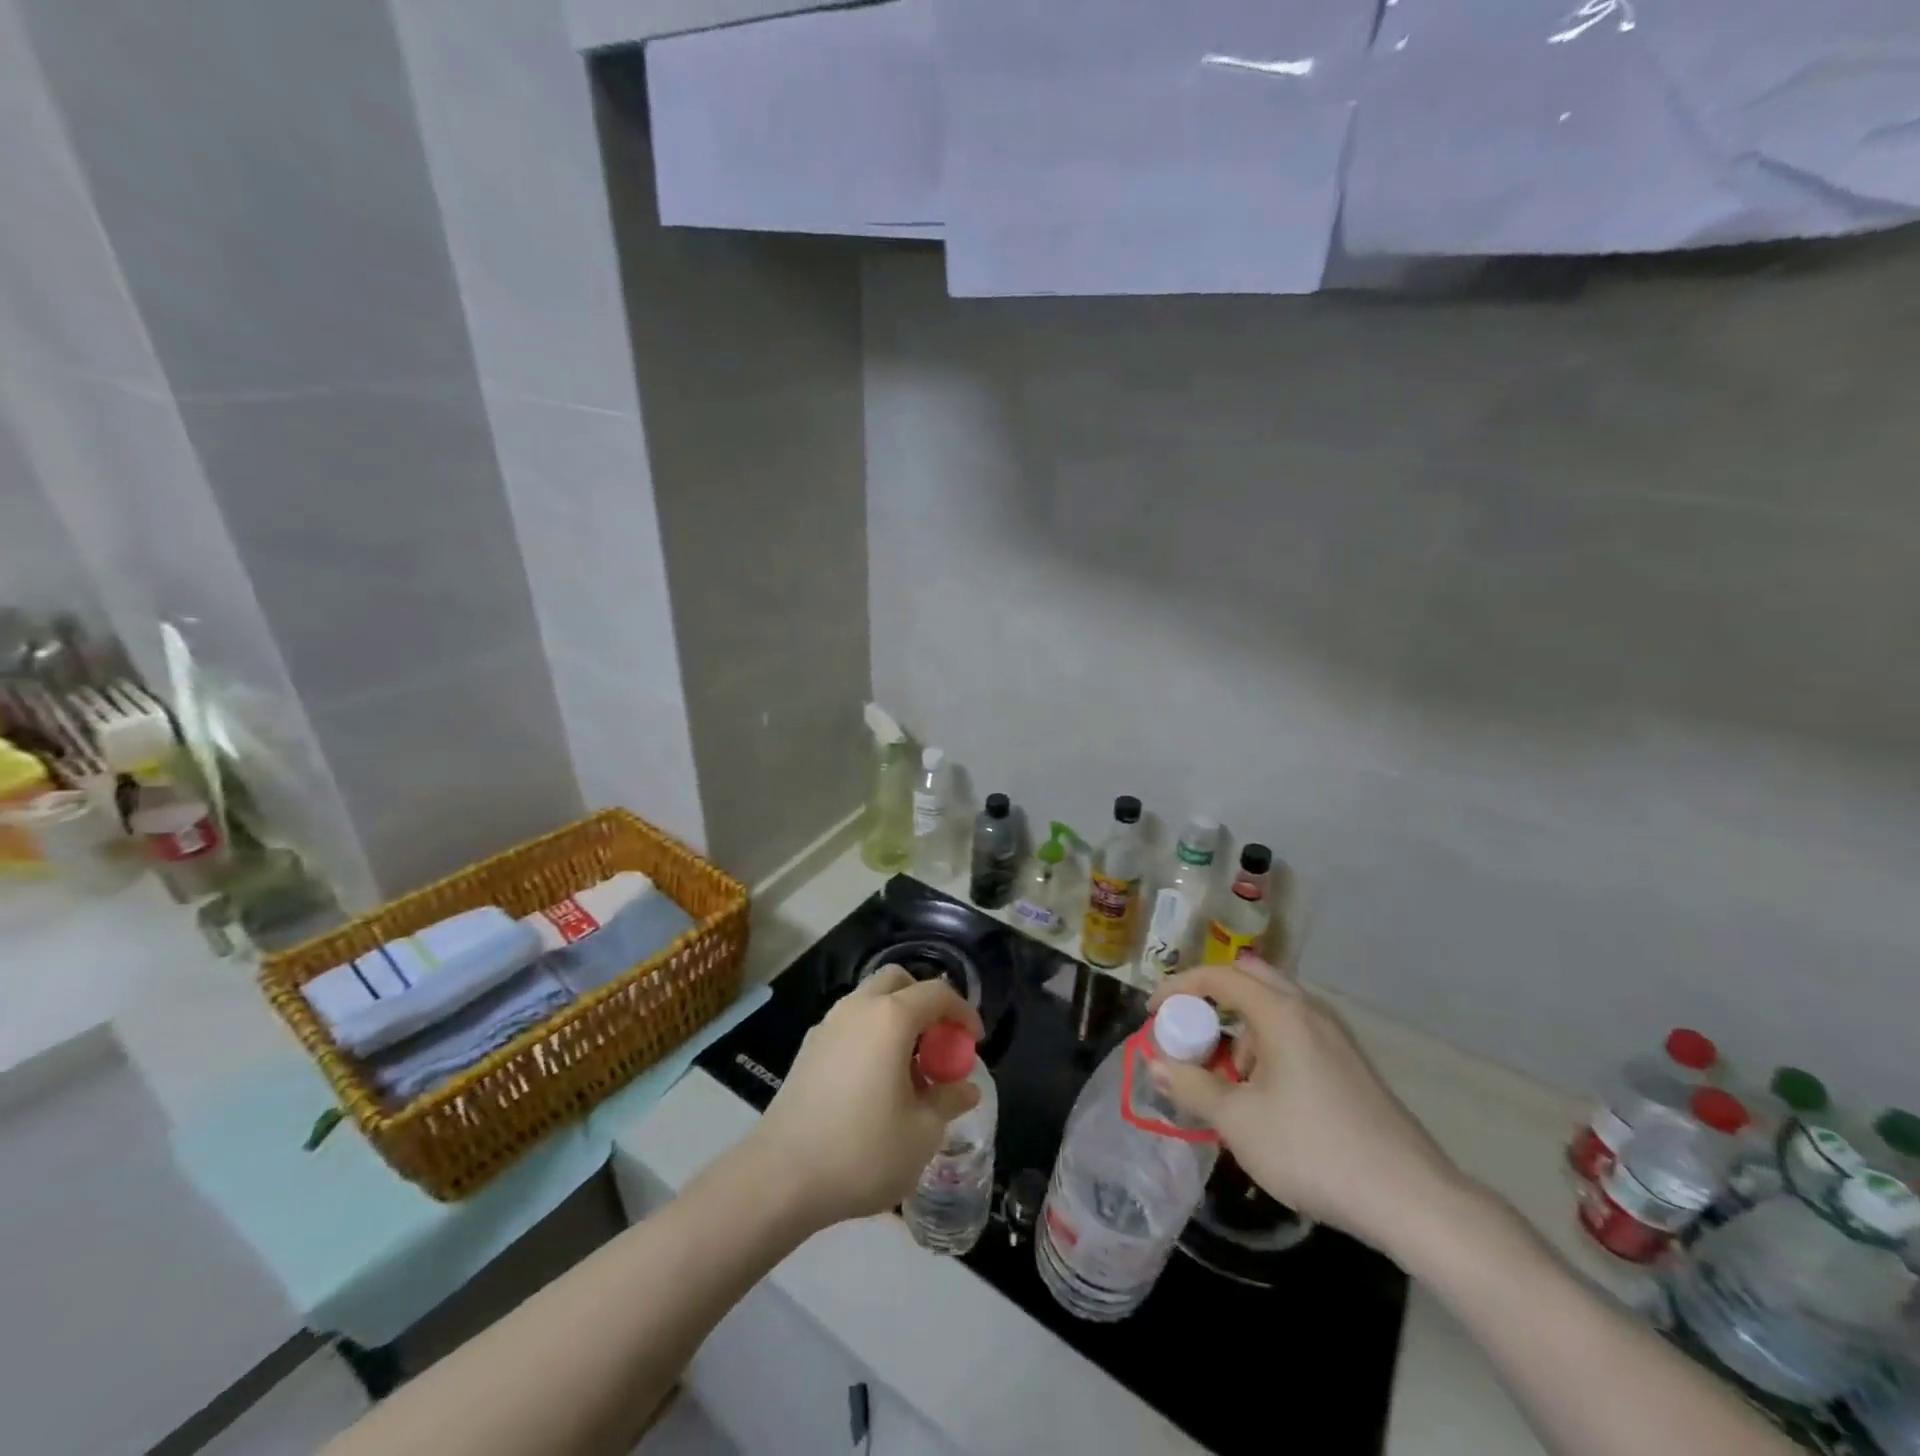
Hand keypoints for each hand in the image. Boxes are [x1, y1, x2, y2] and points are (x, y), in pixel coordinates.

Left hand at [745, 967, 984, 1230]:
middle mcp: (858, 1008)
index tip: (974, 1043)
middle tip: (939, 1044)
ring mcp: (828, 1025)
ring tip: (908, 1069)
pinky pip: (850, 1024)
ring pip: (870, 1001)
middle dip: (925, 1003)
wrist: (780, 1177)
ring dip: (896, 1019)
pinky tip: (874, 1082)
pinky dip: (871, 1035)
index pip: (937, 993)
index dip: (963, 1012)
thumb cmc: (862, 1151)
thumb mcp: (921, 1133)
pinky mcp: (808, 1048)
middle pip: (899, 982)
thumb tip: (965, 1088)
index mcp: (891, 1017)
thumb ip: (947, 1101)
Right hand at [1147, 958, 1466, 1254]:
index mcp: (1281, 1013)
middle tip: (1190, 1030)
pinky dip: (1267, 1046)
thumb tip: (1155, 1065)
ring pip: (1275, 1008)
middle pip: (1250, 978)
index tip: (1153, 1012)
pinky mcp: (1350, 1064)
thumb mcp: (1238, 1122)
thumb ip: (1191, 1086)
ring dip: (1241, 1028)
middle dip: (1212, 998)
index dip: (1179, 986)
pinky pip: (1295, 1033)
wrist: (1411, 1200)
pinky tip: (1267, 1098)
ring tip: (1229, 1079)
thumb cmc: (1313, 1150)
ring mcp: (1335, 1036)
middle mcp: (1309, 1011)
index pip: (1219, 975)